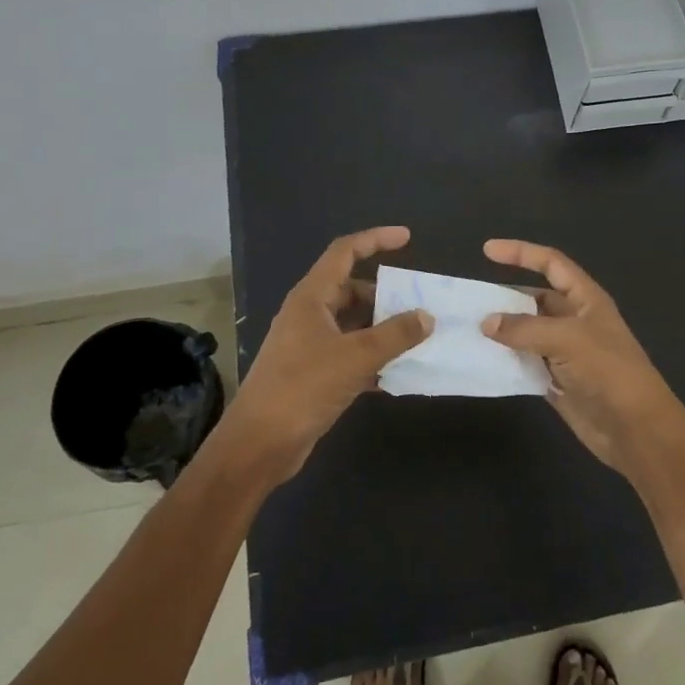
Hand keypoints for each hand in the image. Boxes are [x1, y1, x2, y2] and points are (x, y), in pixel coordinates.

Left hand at [224, 226, 432, 480]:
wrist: (259, 445)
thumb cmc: (303, 388)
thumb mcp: (356, 357)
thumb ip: (395, 335)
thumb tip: (426, 316)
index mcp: (311, 298)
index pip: (344, 252)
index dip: (375, 240)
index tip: (407, 239)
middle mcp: (308, 315)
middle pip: (351, 290)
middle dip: (385, 294)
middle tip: (419, 303)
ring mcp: (309, 345)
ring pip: (352, 325)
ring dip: (382, 329)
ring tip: (417, 337)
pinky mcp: (313, 374)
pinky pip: (350, 355)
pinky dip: (372, 359)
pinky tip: (398, 374)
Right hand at [479, 239, 684, 477]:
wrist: (635, 429)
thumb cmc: (608, 371)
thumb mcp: (568, 339)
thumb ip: (525, 328)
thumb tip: (487, 323)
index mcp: (586, 299)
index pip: (551, 264)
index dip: (521, 253)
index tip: (487, 251)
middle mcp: (574, 321)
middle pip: (534, 300)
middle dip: (504, 299)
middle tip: (468, 303)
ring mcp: (565, 353)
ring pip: (526, 333)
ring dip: (501, 332)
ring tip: (466, 330)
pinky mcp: (556, 381)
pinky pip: (525, 363)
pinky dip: (505, 361)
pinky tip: (481, 361)